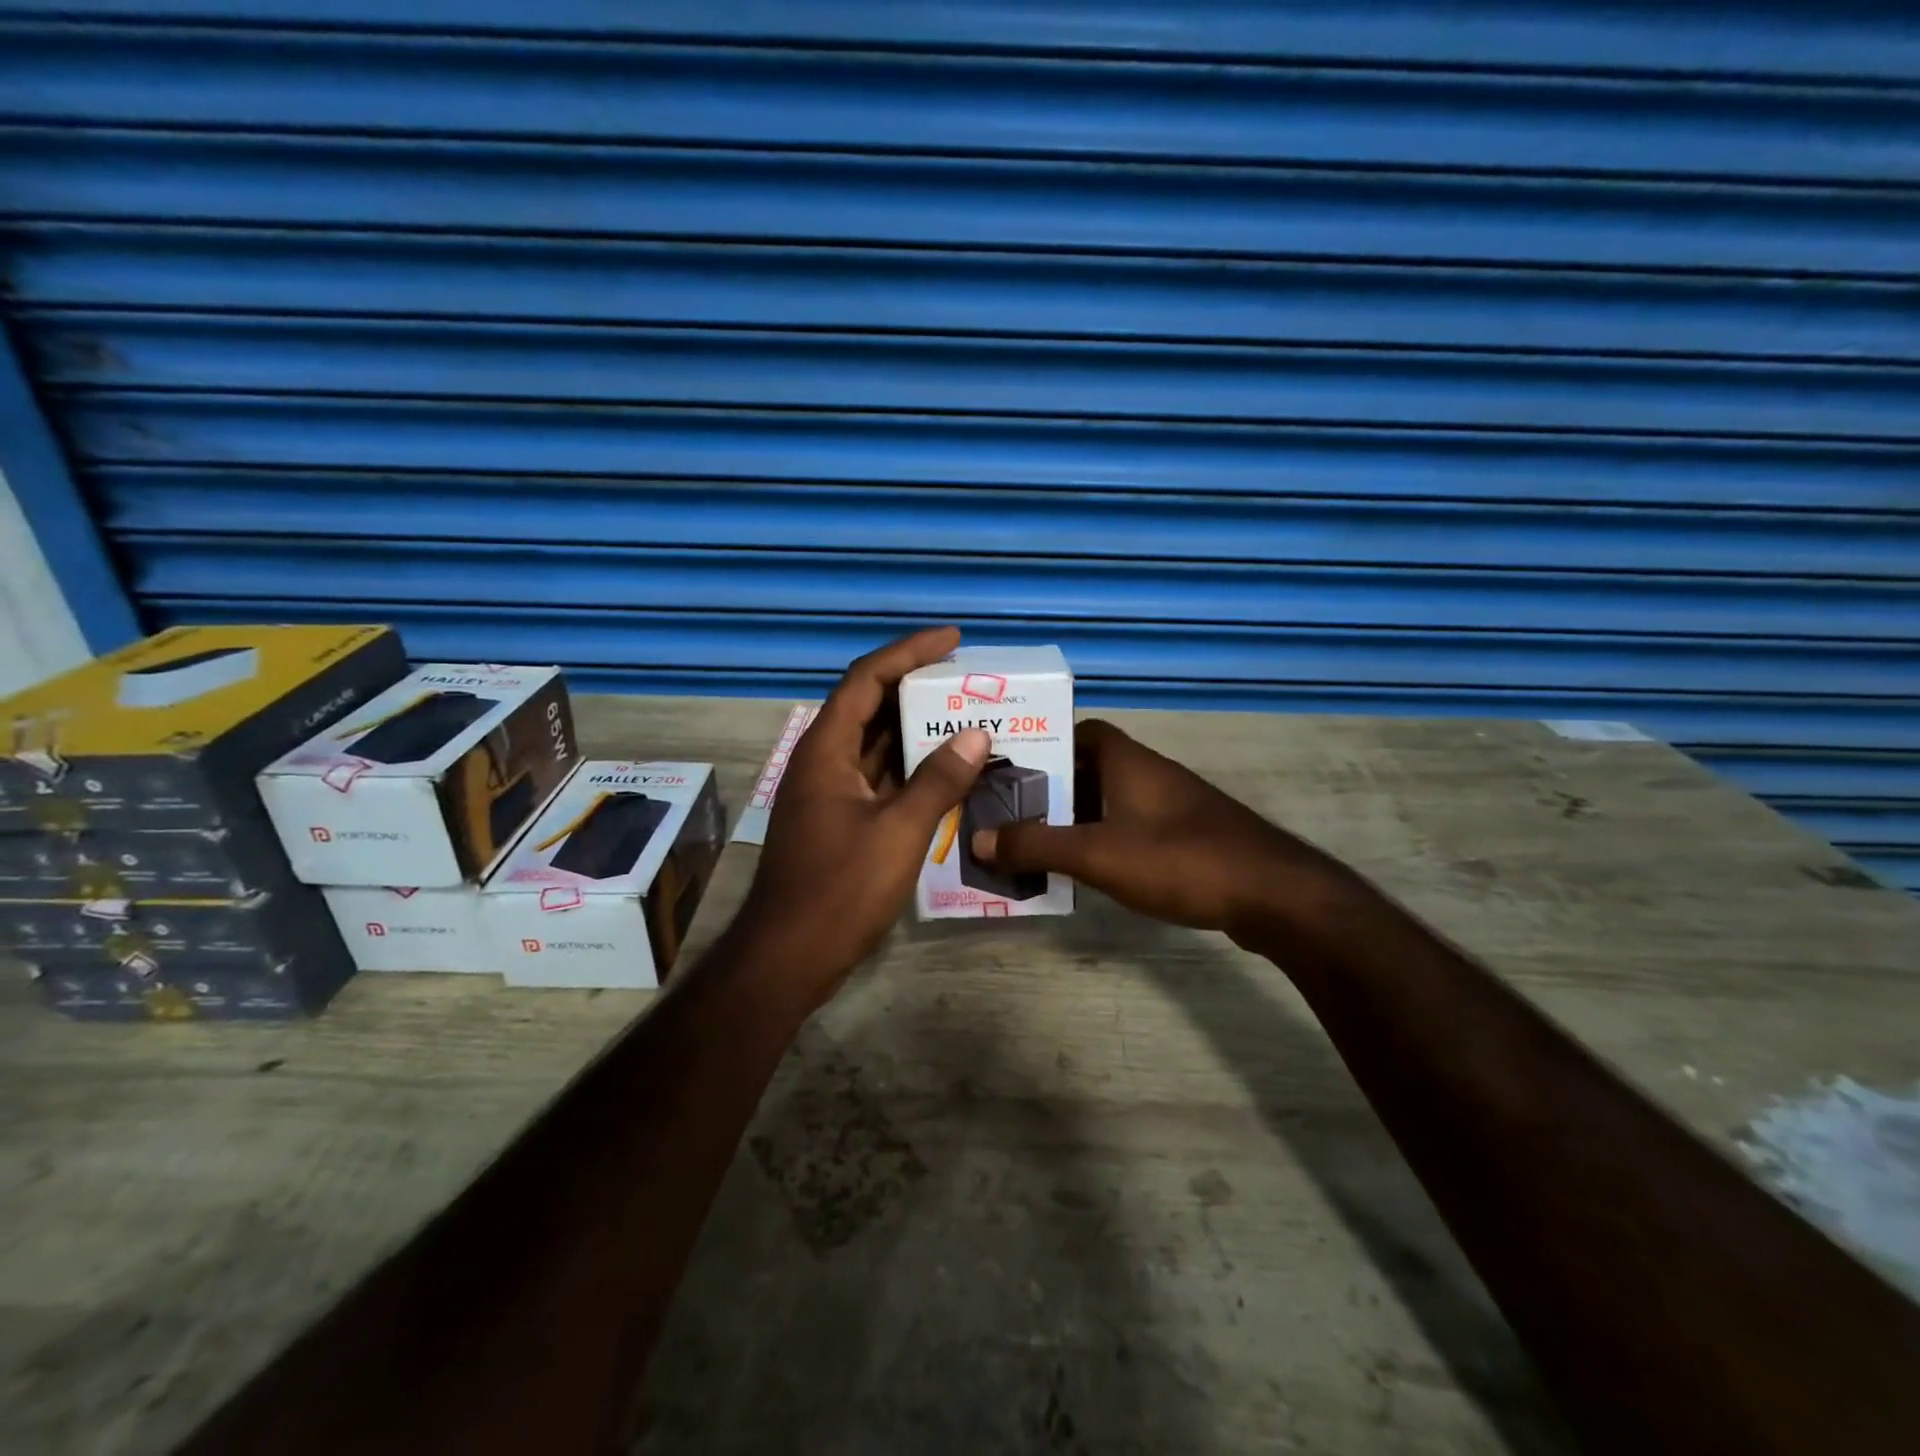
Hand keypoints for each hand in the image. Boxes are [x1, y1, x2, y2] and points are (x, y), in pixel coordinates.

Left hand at [734, 627, 990, 1014]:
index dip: (909, 652)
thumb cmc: (840, 890)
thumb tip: (976, 735)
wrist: (789, 957)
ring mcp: (831, 793)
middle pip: (870, 706)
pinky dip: (912, 768)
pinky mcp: (841, 821)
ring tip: (967, 716)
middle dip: (918, 688)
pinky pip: (880, 778)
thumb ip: (938, 780)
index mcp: (827, 750)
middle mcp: (824, 762)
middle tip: (968, 681)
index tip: (953, 640)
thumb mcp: (898, 832)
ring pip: (877, 745)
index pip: (867, 679)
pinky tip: (948, 770)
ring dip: (917, 729)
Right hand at [971, 718, 1346, 946]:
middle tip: (1011, 813)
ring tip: (1036, 843)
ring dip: (1076, 818)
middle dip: (1052, 789)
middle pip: (1089, 769)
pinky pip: (1132, 827)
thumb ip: (1037, 845)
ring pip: (1110, 801)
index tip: (1012, 769)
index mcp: (1127, 760)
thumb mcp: (1097, 854)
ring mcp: (1172, 805)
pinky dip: (1105, 840)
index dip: (1044, 744)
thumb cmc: (1179, 859)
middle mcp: (1150, 773)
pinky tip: (1088, 870)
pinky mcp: (1188, 836)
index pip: (1079, 731)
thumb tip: (978, 839)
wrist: (1274, 895)